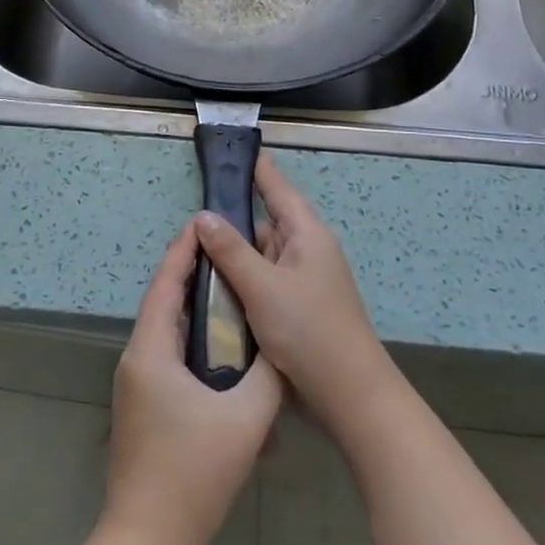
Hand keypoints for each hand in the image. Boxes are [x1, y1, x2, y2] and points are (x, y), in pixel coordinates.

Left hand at [103, 219, 283, 544]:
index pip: (166, 284)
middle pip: (164, 303)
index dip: (183, 250)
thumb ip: (268, 376)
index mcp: (150, 350)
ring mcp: (137, 386)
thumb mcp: (245, 420)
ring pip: (167, 332)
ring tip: (233, 295)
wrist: (147, 544)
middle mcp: (137, 359)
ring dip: (195, 311)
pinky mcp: (144, 408)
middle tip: (229, 254)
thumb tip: (281, 346)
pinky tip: (224, 353)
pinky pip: (168, 358)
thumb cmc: (193, 474)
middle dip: (194, 275)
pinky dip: (194, 343)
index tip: (204, 222)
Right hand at [193, 152, 397, 437]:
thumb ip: (231, 250)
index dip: (257, 169)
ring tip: (196, 249)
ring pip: (263, 256)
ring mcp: (304, 281)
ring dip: (236, 255)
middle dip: (234, 219)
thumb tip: (203, 215)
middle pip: (266, 223)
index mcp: (307, 234)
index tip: (235, 148)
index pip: (277, 188)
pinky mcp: (299, 307)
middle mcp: (307, 251)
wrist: (349, 396)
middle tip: (195, 212)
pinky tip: (217, 286)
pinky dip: (244, 280)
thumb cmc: (308, 331)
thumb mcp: (263, 287)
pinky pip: (265, 281)